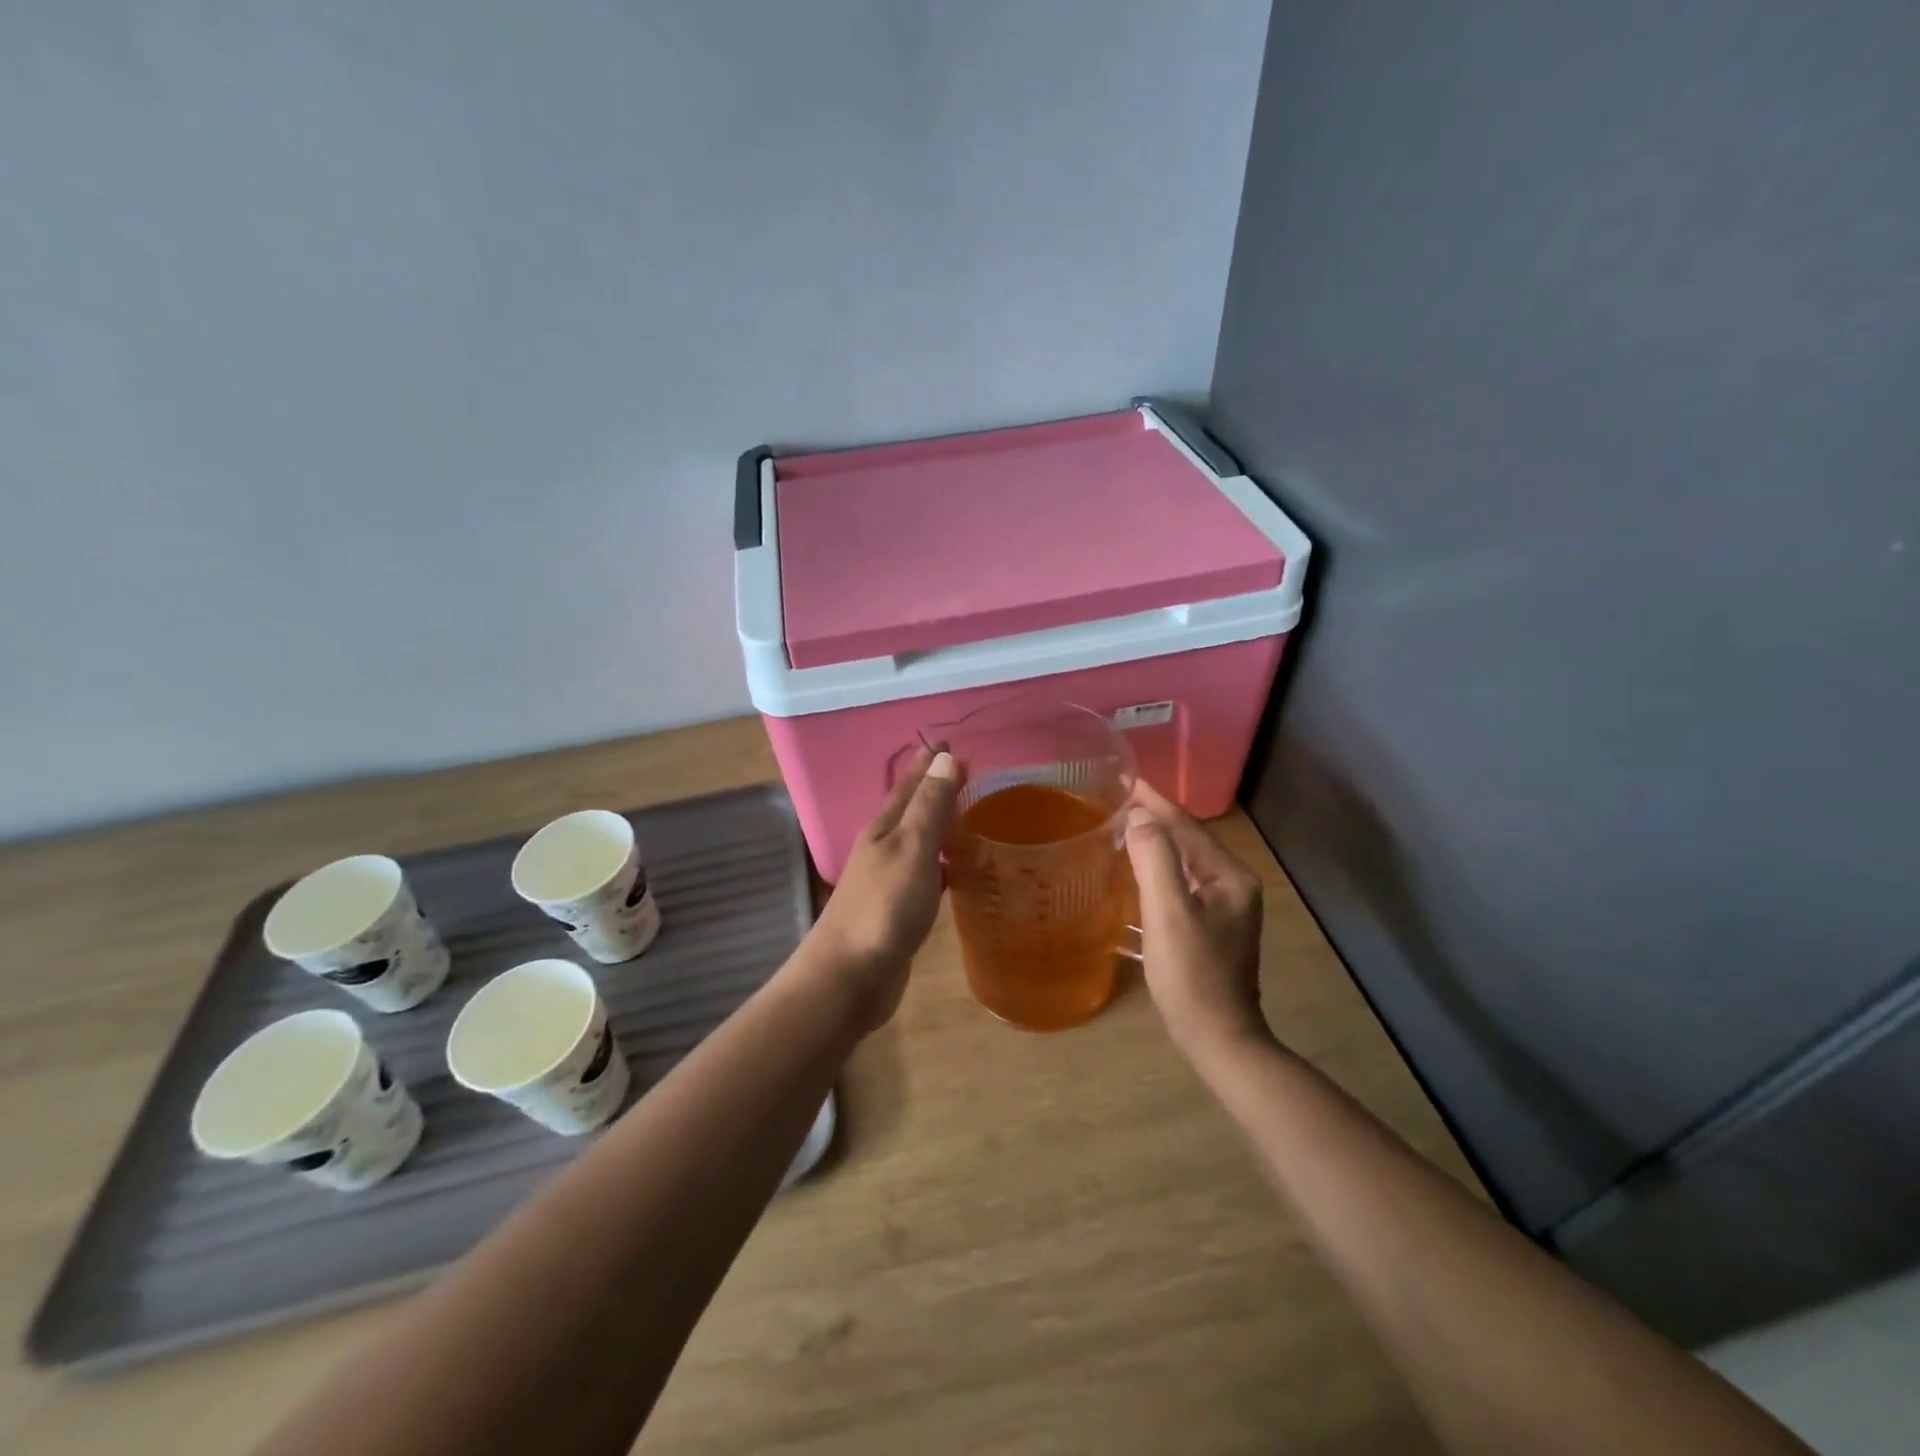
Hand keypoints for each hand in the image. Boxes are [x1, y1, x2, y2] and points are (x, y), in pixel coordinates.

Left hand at [807, 746, 961, 1034]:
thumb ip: (929, 807)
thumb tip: (945, 758)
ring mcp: (888, 879)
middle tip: (967, 774)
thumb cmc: (883, 908)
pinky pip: (926, 873)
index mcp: (883, 828)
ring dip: (939, 825)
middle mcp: (883, 847)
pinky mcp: (898, 909)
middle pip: (911, 809)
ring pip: (919, 841)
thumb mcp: (911, 849)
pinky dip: (943, 863)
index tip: (950, 743)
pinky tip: (958, 869)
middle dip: (935, 789)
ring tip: (968, 814)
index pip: (910, 784)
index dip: (929, 763)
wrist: (850, 977)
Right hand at [1124, 779, 1268, 1056]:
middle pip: (1187, 842)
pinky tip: (1134, 874)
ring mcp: (1225, 907)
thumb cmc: (1192, 974)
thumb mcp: (1169, 913)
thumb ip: (1156, 859)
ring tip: (1121, 830)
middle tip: (1116, 803)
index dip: (1155, 802)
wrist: (1217, 1037)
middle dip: (1154, 820)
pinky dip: (1157, 873)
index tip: (1126, 781)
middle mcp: (1233, 884)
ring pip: (1183, 864)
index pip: (1187, 827)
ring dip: (1154, 846)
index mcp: (1230, 876)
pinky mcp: (1212, 927)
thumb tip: (1141, 816)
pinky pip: (1181, 885)